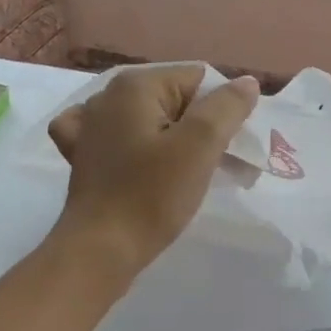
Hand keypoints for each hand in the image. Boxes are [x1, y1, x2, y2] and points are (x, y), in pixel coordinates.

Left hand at [48, 64, 259, 281]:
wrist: (99, 250)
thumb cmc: (151, 195)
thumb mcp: (199, 147)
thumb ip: (227, 107)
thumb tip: (247, 82)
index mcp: (135, 85)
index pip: (199, 80)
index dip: (222, 111)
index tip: (231, 148)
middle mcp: (108, 96)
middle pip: (175, 100)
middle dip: (202, 129)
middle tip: (218, 166)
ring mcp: (89, 126)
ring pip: (150, 121)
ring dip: (175, 143)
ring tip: (188, 175)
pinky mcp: (82, 156)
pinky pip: (120, 138)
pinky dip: (137, 147)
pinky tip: (138, 161)